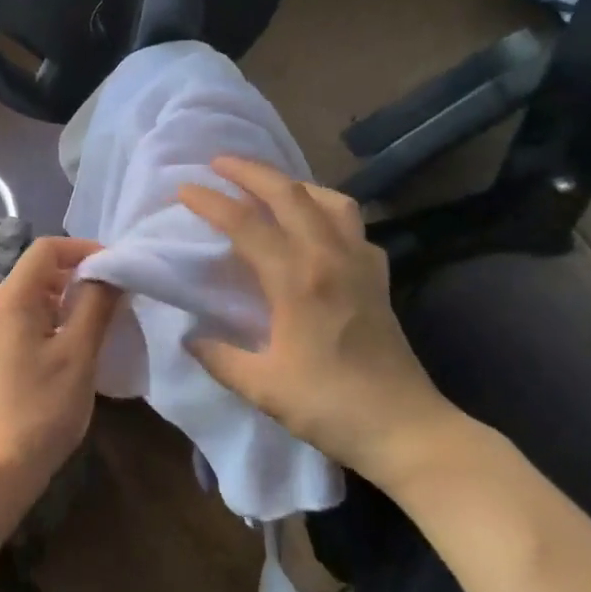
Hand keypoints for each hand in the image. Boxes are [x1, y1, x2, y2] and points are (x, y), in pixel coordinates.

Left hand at [0, 237, 119, 509]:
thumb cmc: (42, 407)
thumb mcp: (79, 352)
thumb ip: (97, 304)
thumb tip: (113, 271)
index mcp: (12, 298)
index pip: (47, 248)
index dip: (84, 249)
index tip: (117, 268)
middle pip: (40, 269)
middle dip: (80, 272)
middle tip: (117, 292)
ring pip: (37, 294)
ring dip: (71, 296)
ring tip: (105, 316)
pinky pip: (30, 317)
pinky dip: (57, 317)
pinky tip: (80, 341)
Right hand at [178, 157, 462, 488]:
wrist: (406, 429)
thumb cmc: (330, 407)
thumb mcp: (262, 387)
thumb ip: (220, 357)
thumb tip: (190, 336)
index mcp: (297, 280)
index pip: (245, 224)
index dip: (211, 202)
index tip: (184, 189)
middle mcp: (329, 257)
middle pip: (289, 193)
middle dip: (251, 171)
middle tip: (219, 162)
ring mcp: (360, 262)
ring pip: (328, 199)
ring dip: (294, 184)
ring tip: (270, 187)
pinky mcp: (378, 275)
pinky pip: (353, 225)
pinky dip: (328, 211)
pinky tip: (315, 227)